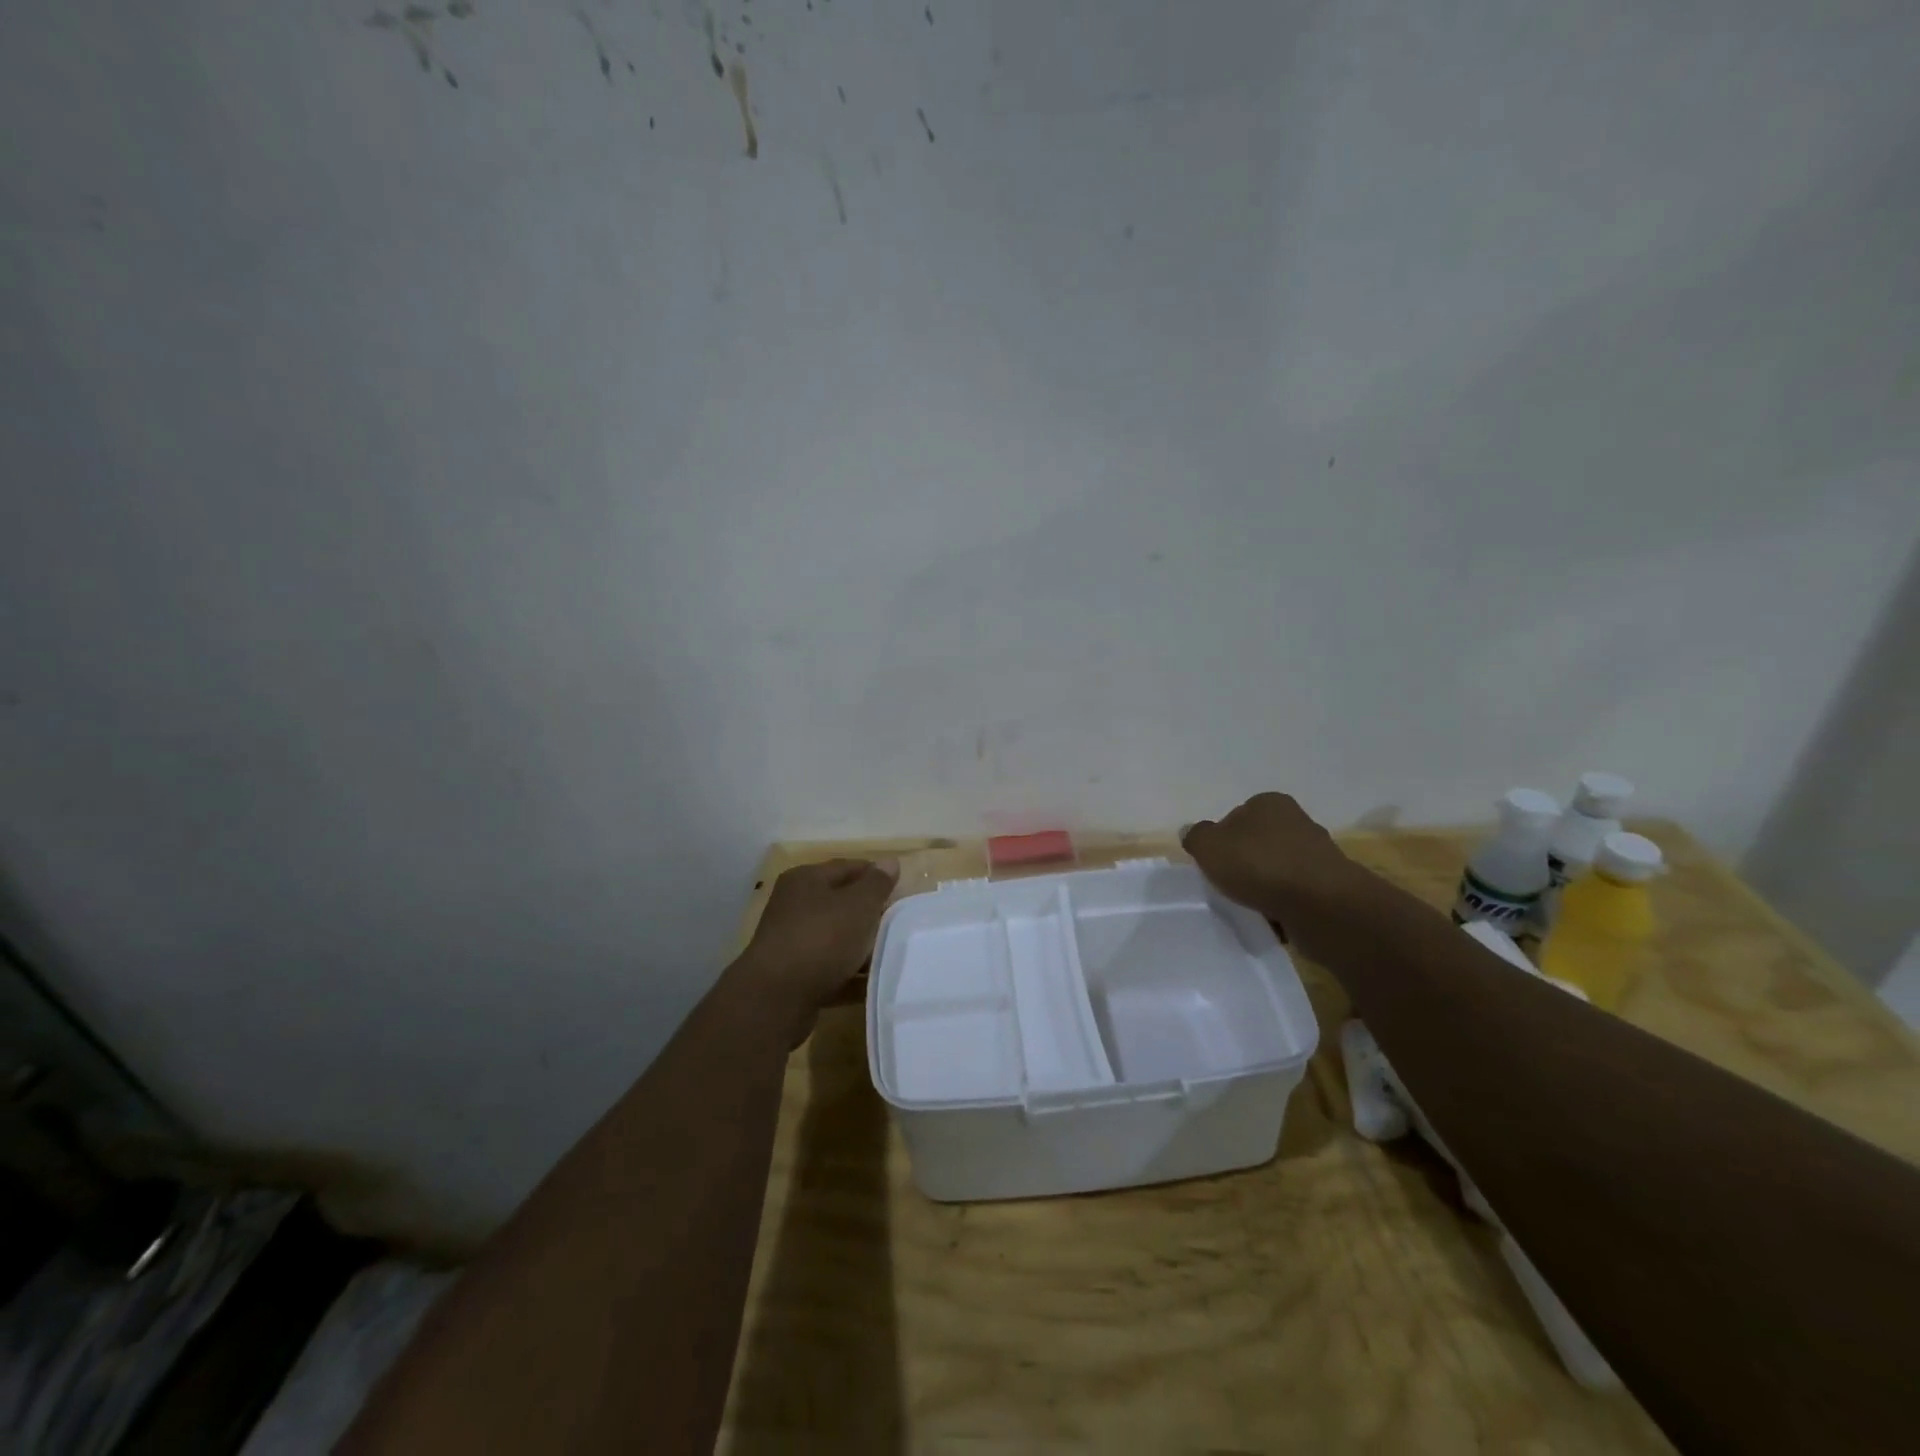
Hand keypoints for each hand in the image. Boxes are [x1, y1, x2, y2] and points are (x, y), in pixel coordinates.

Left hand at [739, 857, 899, 1026]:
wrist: (776, 998)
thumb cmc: (821, 938)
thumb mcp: (858, 905)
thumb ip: (877, 884)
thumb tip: (890, 861)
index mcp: (805, 880)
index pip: (848, 867)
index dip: (876, 875)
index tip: (902, 890)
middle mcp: (794, 906)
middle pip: (841, 903)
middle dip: (870, 913)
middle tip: (900, 923)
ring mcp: (792, 942)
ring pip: (836, 938)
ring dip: (862, 946)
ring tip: (891, 954)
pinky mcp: (794, 976)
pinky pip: (830, 969)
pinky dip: (850, 975)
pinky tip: (873, 982)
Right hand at [1183, 792, 1359, 924]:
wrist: (1322, 905)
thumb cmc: (1260, 865)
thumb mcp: (1209, 846)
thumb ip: (1196, 837)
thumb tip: (1192, 832)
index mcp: (1269, 803)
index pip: (1236, 815)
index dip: (1222, 839)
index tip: (1215, 863)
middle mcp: (1297, 821)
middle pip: (1259, 842)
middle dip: (1245, 862)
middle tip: (1229, 884)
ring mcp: (1318, 853)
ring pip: (1278, 868)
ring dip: (1266, 885)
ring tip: (1250, 905)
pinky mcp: (1331, 885)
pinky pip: (1296, 893)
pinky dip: (1284, 904)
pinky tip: (1273, 918)